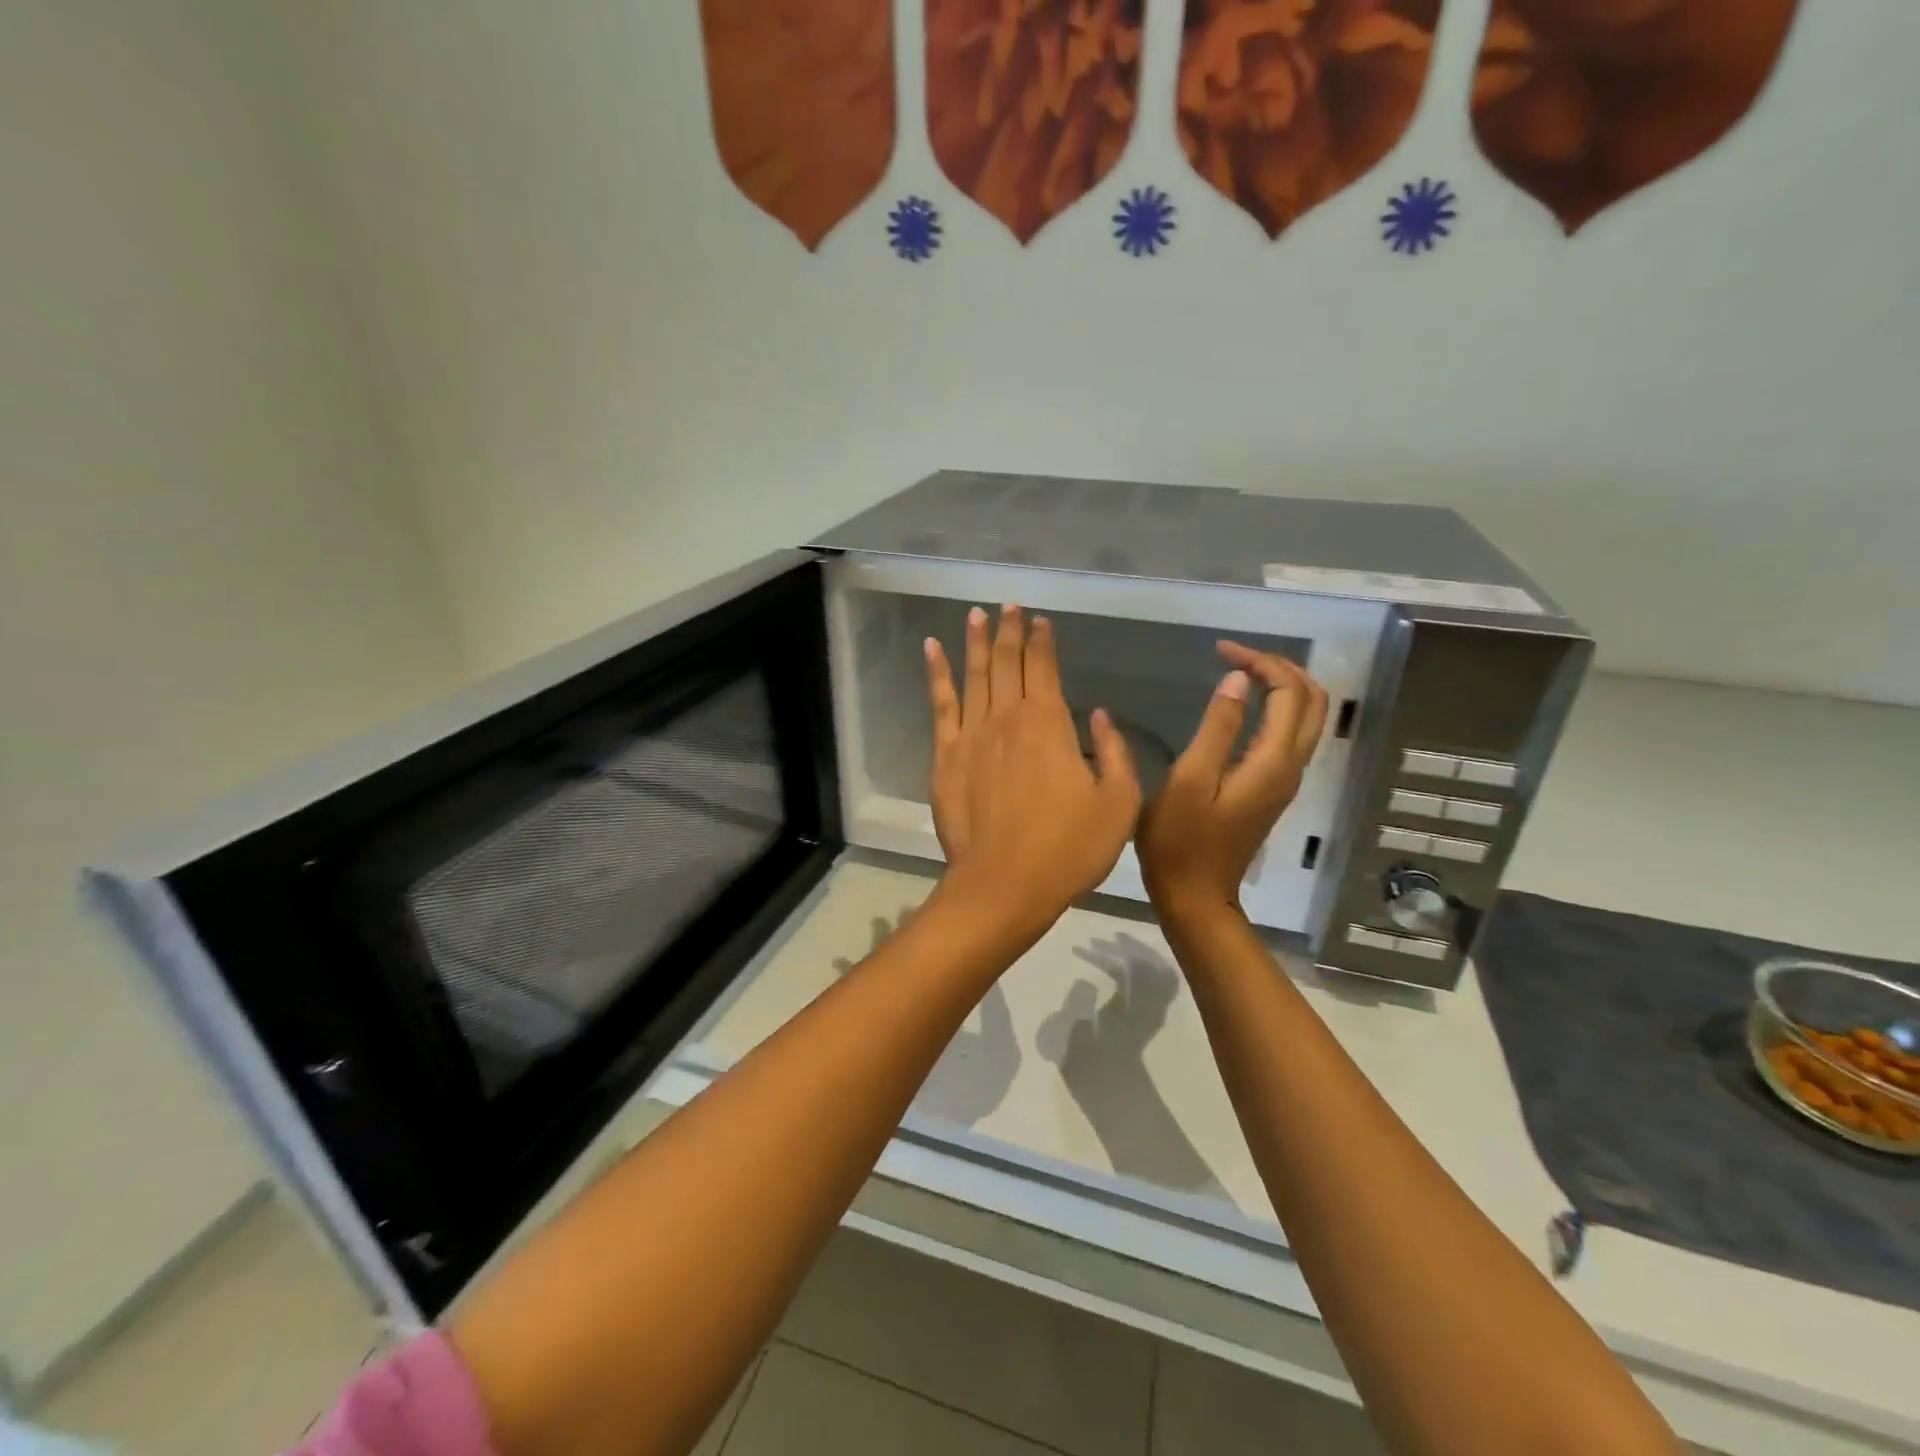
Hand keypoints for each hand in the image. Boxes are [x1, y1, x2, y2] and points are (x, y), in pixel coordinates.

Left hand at [924, 605, 1141, 935]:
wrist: (1005, 884)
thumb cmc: (1069, 848)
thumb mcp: (1119, 804)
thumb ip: (1114, 754)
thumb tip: (1100, 716)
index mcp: (1051, 724)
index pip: (1045, 669)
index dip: (1043, 641)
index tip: (1040, 620)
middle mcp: (1008, 717)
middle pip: (1008, 663)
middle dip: (1010, 630)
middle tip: (1009, 605)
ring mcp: (971, 735)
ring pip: (974, 675)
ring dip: (976, 642)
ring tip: (976, 614)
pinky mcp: (945, 757)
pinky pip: (941, 704)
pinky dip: (937, 673)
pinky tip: (932, 650)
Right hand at [1136, 643, 1328, 922]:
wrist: (1196, 896)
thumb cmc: (1181, 842)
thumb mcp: (1189, 781)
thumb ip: (1217, 729)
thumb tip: (1237, 681)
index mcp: (1272, 761)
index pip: (1288, 692)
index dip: (1259, 662)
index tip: (1219, 651)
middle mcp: (1290, 767)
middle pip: (1312, 701)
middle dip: (1280, 668)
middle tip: (1235, 655)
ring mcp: (1285, 780)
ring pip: (1307, 718)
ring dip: (1282, 686)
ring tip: (1240, 671)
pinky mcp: (1272, 790)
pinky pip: (1290, 736)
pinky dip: (1276, 709)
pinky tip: (1244, 706)